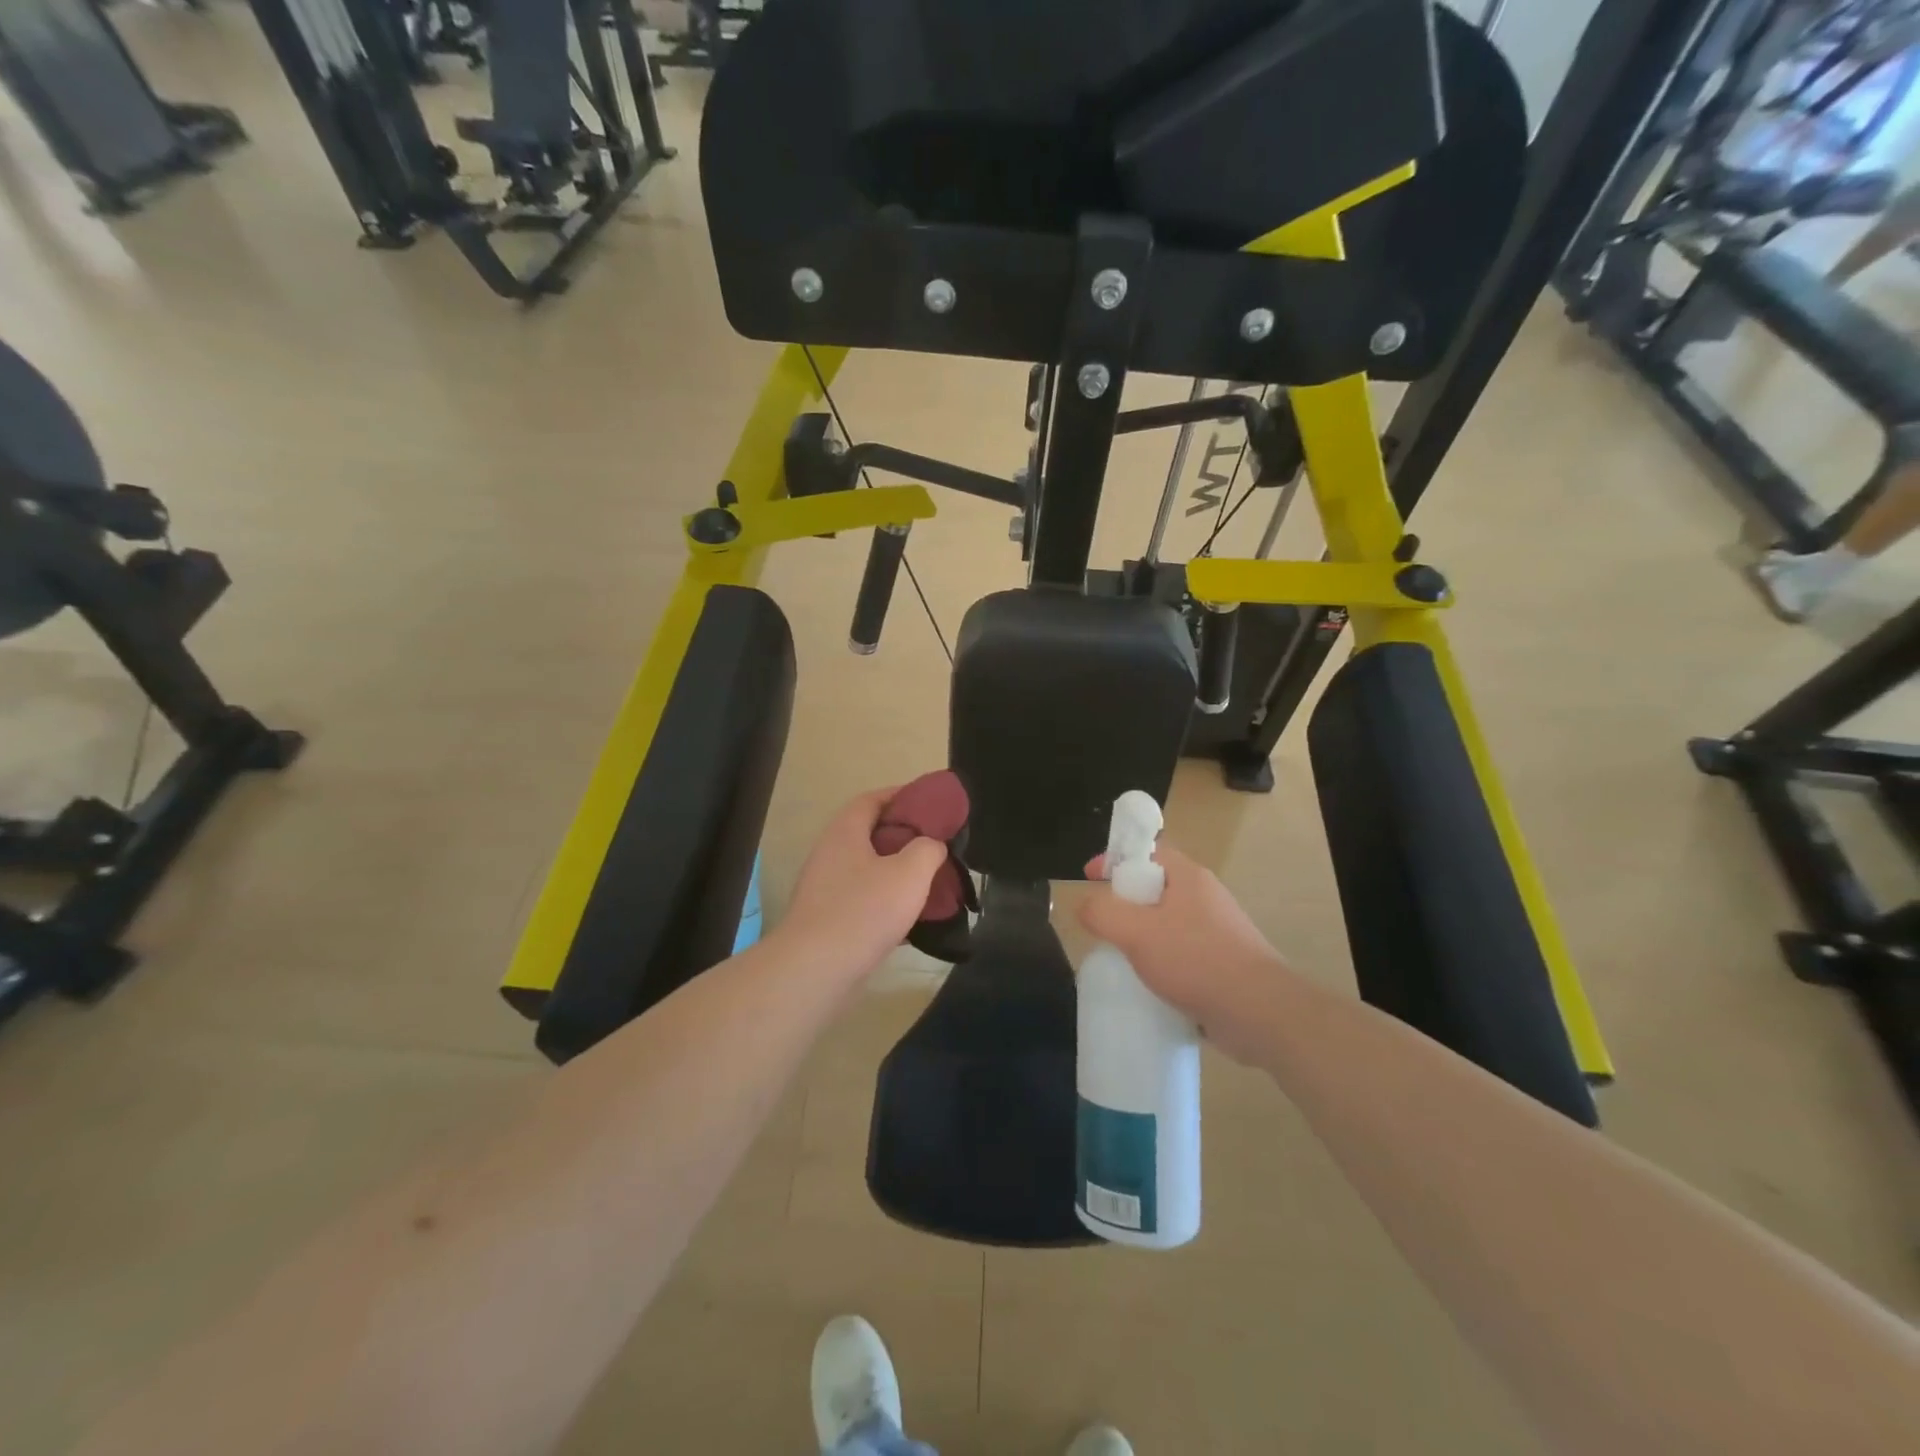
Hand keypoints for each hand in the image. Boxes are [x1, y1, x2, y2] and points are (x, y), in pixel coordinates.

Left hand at [777, 788, 948, 978]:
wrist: (816, 970)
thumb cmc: (864, 911)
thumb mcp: (910, 872)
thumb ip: (928, 849)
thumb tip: (932, 845)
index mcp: (845, 832)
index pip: (872, 800)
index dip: (901, 796)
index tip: (930, 804)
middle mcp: (830, 854)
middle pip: (870, 834)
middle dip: (904, 837)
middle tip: (936, 845)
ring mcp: (826, 889)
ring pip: (868, 870)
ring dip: (897, 873)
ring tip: (929, 883)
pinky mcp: (828, 920)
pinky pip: (863, 900)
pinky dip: (887, 903)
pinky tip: (911, 919)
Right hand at [1079, 842, 1293, 1065]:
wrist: (1260, 1013)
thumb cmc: (1196, 960)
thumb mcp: (1137, 931)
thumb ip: (1103, 913)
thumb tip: (1084, 904)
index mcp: (1189, 877)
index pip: (1148, 851)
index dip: (1116, 859)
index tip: (1089, 876)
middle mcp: (1206, 898)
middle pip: (1156, 888)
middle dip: (1125, 902)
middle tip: (1102, 923)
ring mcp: (1218, 932)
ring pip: (1167, 924)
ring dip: (1142, 936)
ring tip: (1120, 957)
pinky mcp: (1222, 965)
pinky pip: (1182, 955)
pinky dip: (1161, 963)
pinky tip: (1148, 984)